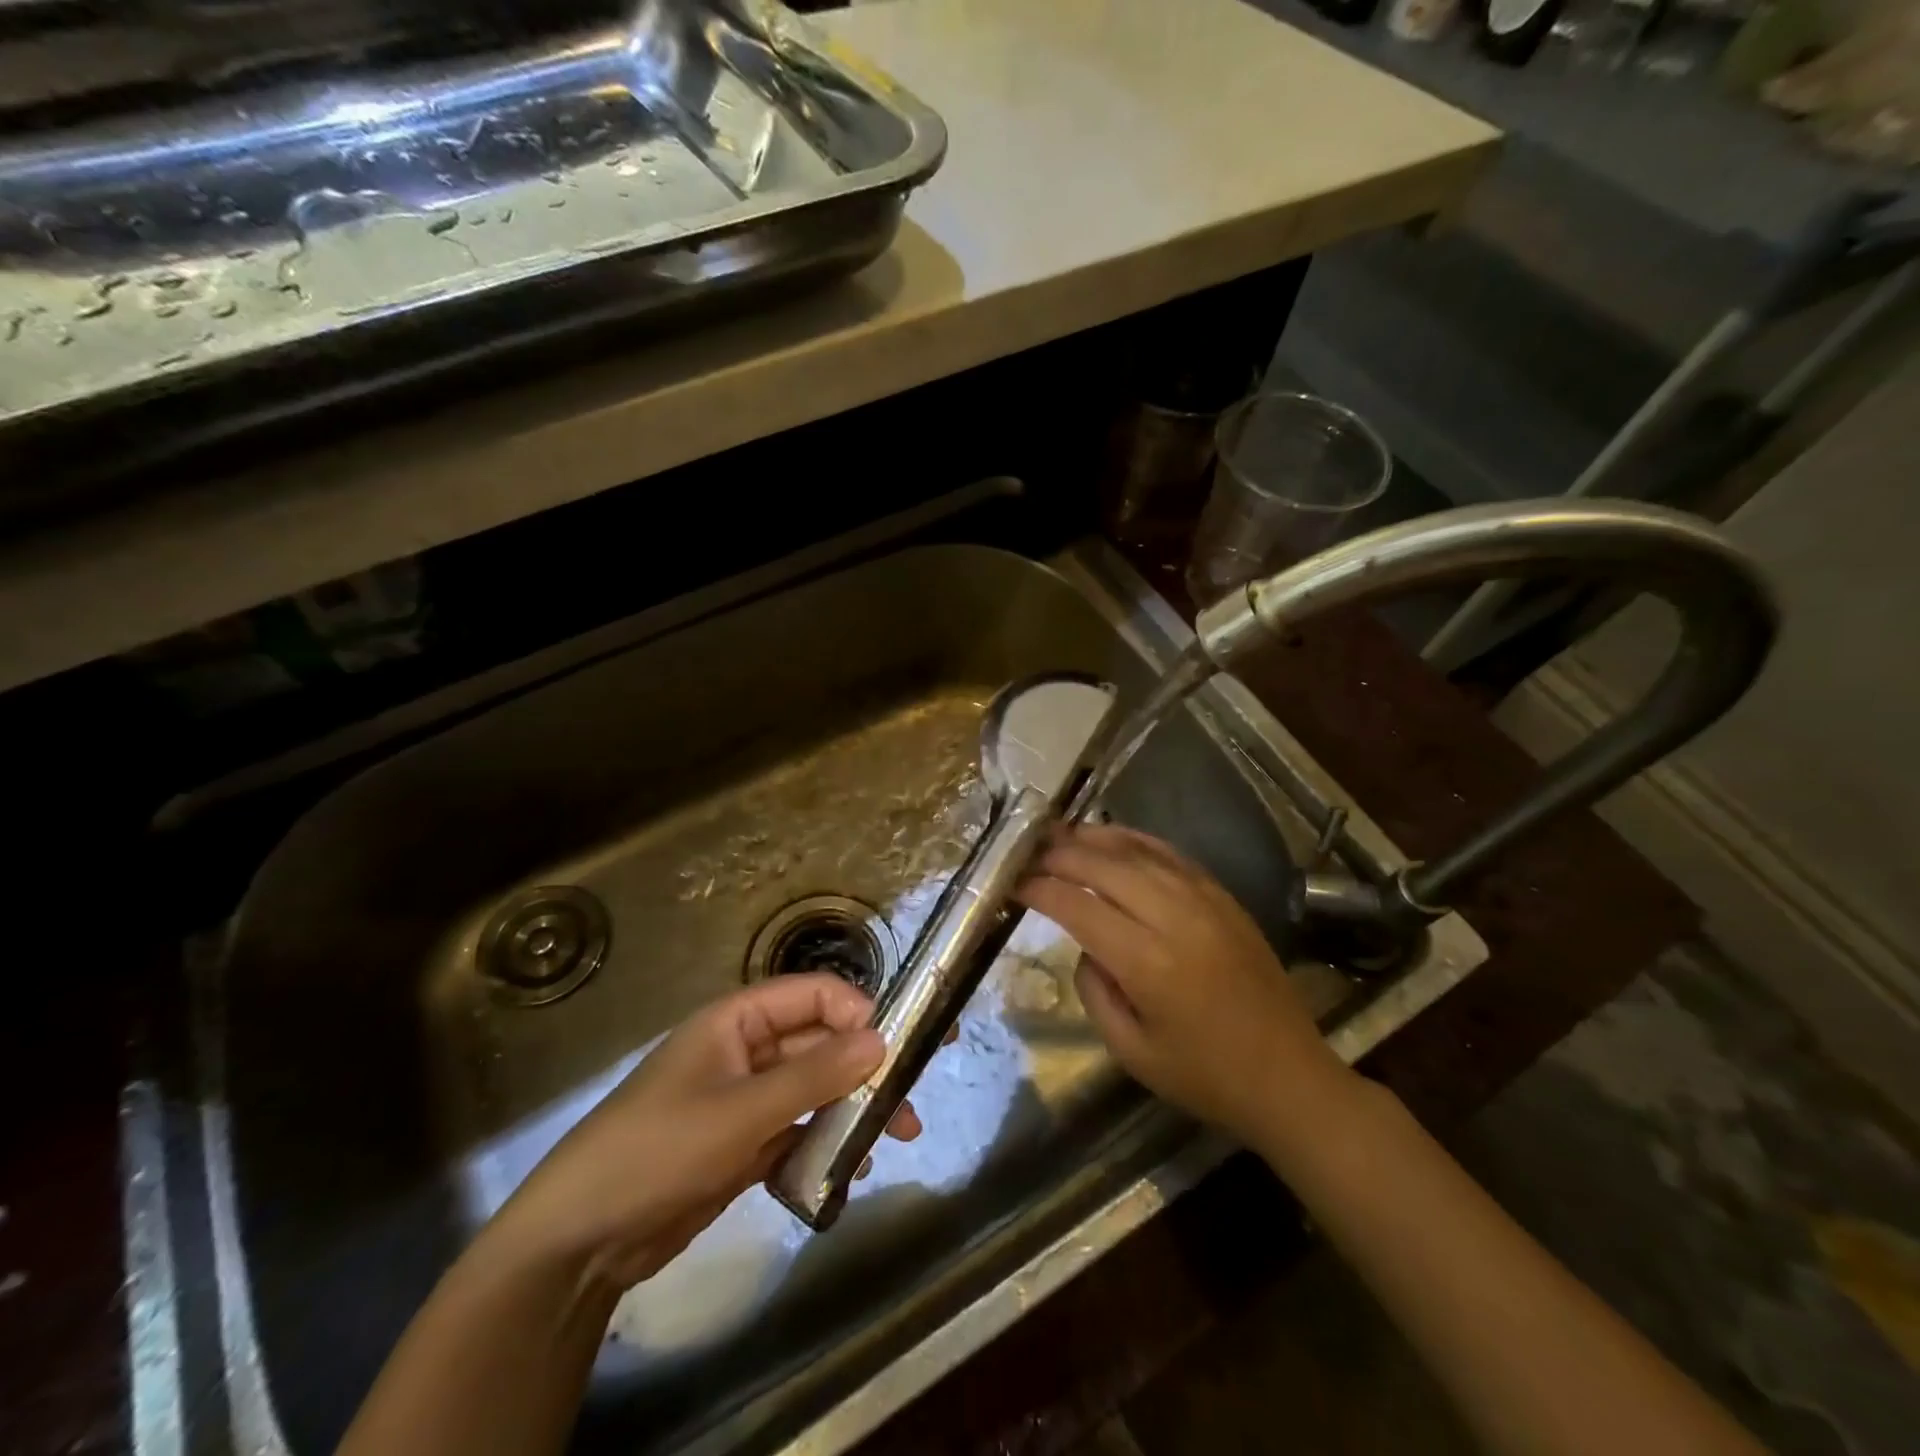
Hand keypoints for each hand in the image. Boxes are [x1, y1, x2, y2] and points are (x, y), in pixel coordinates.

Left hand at [487, 974, 918, 1288]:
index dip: (857, 1011)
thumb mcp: (740, 1111)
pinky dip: (825, 1146)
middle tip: (910, 1106)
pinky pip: (798, 1131)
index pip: (812, 995)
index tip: (897, 1046)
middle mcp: (746, 1050)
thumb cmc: (658, 1150)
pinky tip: (849, 1173)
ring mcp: (745, 1100)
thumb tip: (881, 1041)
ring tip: (890, 1142)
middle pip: (819, 1043)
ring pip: (814, 1090)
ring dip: (850, 1111)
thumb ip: (813, 1076)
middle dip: (864, 1070)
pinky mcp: (744, 1145)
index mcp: (737, 1020)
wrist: (579, 1242)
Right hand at [1015, 823, 1356, 1149]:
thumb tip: (1086, 945)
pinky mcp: (1223, 898)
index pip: (1078, 906)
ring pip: (1138, 852)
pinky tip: (1112, 837)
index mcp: (1147, 963)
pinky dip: (1136, 840)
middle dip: (1060, 854)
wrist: (1289, 1077)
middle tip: (1027, 851)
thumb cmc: (1204, 1076)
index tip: (1012, 882)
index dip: (1040, 889)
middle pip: (1104, 867)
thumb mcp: (1131, 1051)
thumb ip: (1094, 991)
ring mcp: (1204, 901)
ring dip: (1094, 838)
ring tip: (1059, 833)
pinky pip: (1171, 855)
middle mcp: (1175, 918)